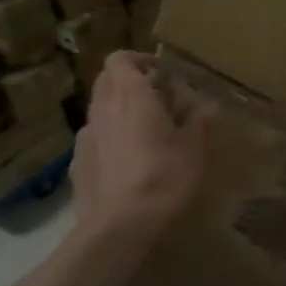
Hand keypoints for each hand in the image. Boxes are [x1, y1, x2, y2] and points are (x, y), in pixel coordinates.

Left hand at [71, 52, 211, 247]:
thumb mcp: (194, 148)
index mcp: (132, 97)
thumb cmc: (163, 177)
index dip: (139, 59)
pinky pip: (94, 137)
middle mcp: (103, 109)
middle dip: (129, 81)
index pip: (121, 59)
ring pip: (99, 108)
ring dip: (118, 109)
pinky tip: (127, 160)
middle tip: (156, 96)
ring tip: (144, 129)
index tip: (161, 72)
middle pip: (107, 79)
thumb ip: (200, 121)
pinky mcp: (77, 162)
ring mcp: (86, 136)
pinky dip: (109, 137)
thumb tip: (209, 104)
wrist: (119, 226)